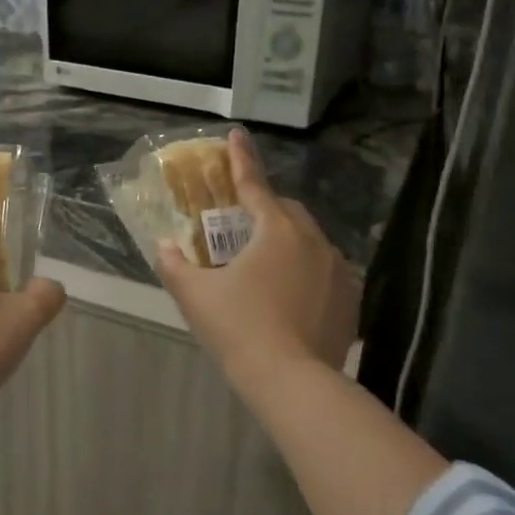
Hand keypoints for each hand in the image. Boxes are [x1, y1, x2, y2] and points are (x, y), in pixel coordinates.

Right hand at [155, 130, 359, 379]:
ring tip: (265, 265)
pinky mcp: (351, 297)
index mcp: (276, 230)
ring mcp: (338, 269)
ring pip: (309, 240)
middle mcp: (313, 240)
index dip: (240, 159)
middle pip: (286, 211)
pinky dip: (306, 271)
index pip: (253, 185)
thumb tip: (164, 246)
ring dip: (287, 241)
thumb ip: (175, 265)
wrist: (291, 380)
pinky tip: (291, 295)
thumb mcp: (195, 296)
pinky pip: (325, 270)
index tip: (235, 134)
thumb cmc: (238, 328)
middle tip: (241, 225)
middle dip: (264, 209)